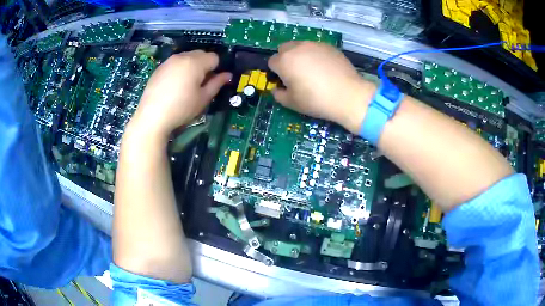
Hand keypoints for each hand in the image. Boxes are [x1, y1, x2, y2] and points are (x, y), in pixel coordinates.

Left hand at [128, 51, 231, 140]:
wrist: (152, 117)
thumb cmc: (181, 109)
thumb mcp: (203, 98)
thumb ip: (217, 83)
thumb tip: (228, 75)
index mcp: (195, 62)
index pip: (214, 57)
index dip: (217, 69)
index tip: (212, 82)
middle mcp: (182, 56)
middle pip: (201, 54)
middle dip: (204, 65)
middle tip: (200, 83)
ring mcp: (169, 61)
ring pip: (187, 57)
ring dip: (192, 66)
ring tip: (186, 84)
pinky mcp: (159, 68)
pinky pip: (175, 63)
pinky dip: (180, 69)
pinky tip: (174, 85)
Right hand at [268, 42, 375, 133]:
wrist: (348, 95)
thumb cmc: (316, 100)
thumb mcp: (291, 103)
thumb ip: (278, 95)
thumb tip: (277, 89)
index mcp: (284, 61)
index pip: (272, 62)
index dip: (276, 72)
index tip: (285, 82)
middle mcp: (297, 48)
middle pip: (283, 48)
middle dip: (285, 58)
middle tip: (296, 73)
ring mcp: (314, 45)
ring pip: (300, 46)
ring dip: (300, 55)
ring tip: (312, 70)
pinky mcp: (329, 46)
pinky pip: (316, 48)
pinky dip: (316, 55)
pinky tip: (325, 68)